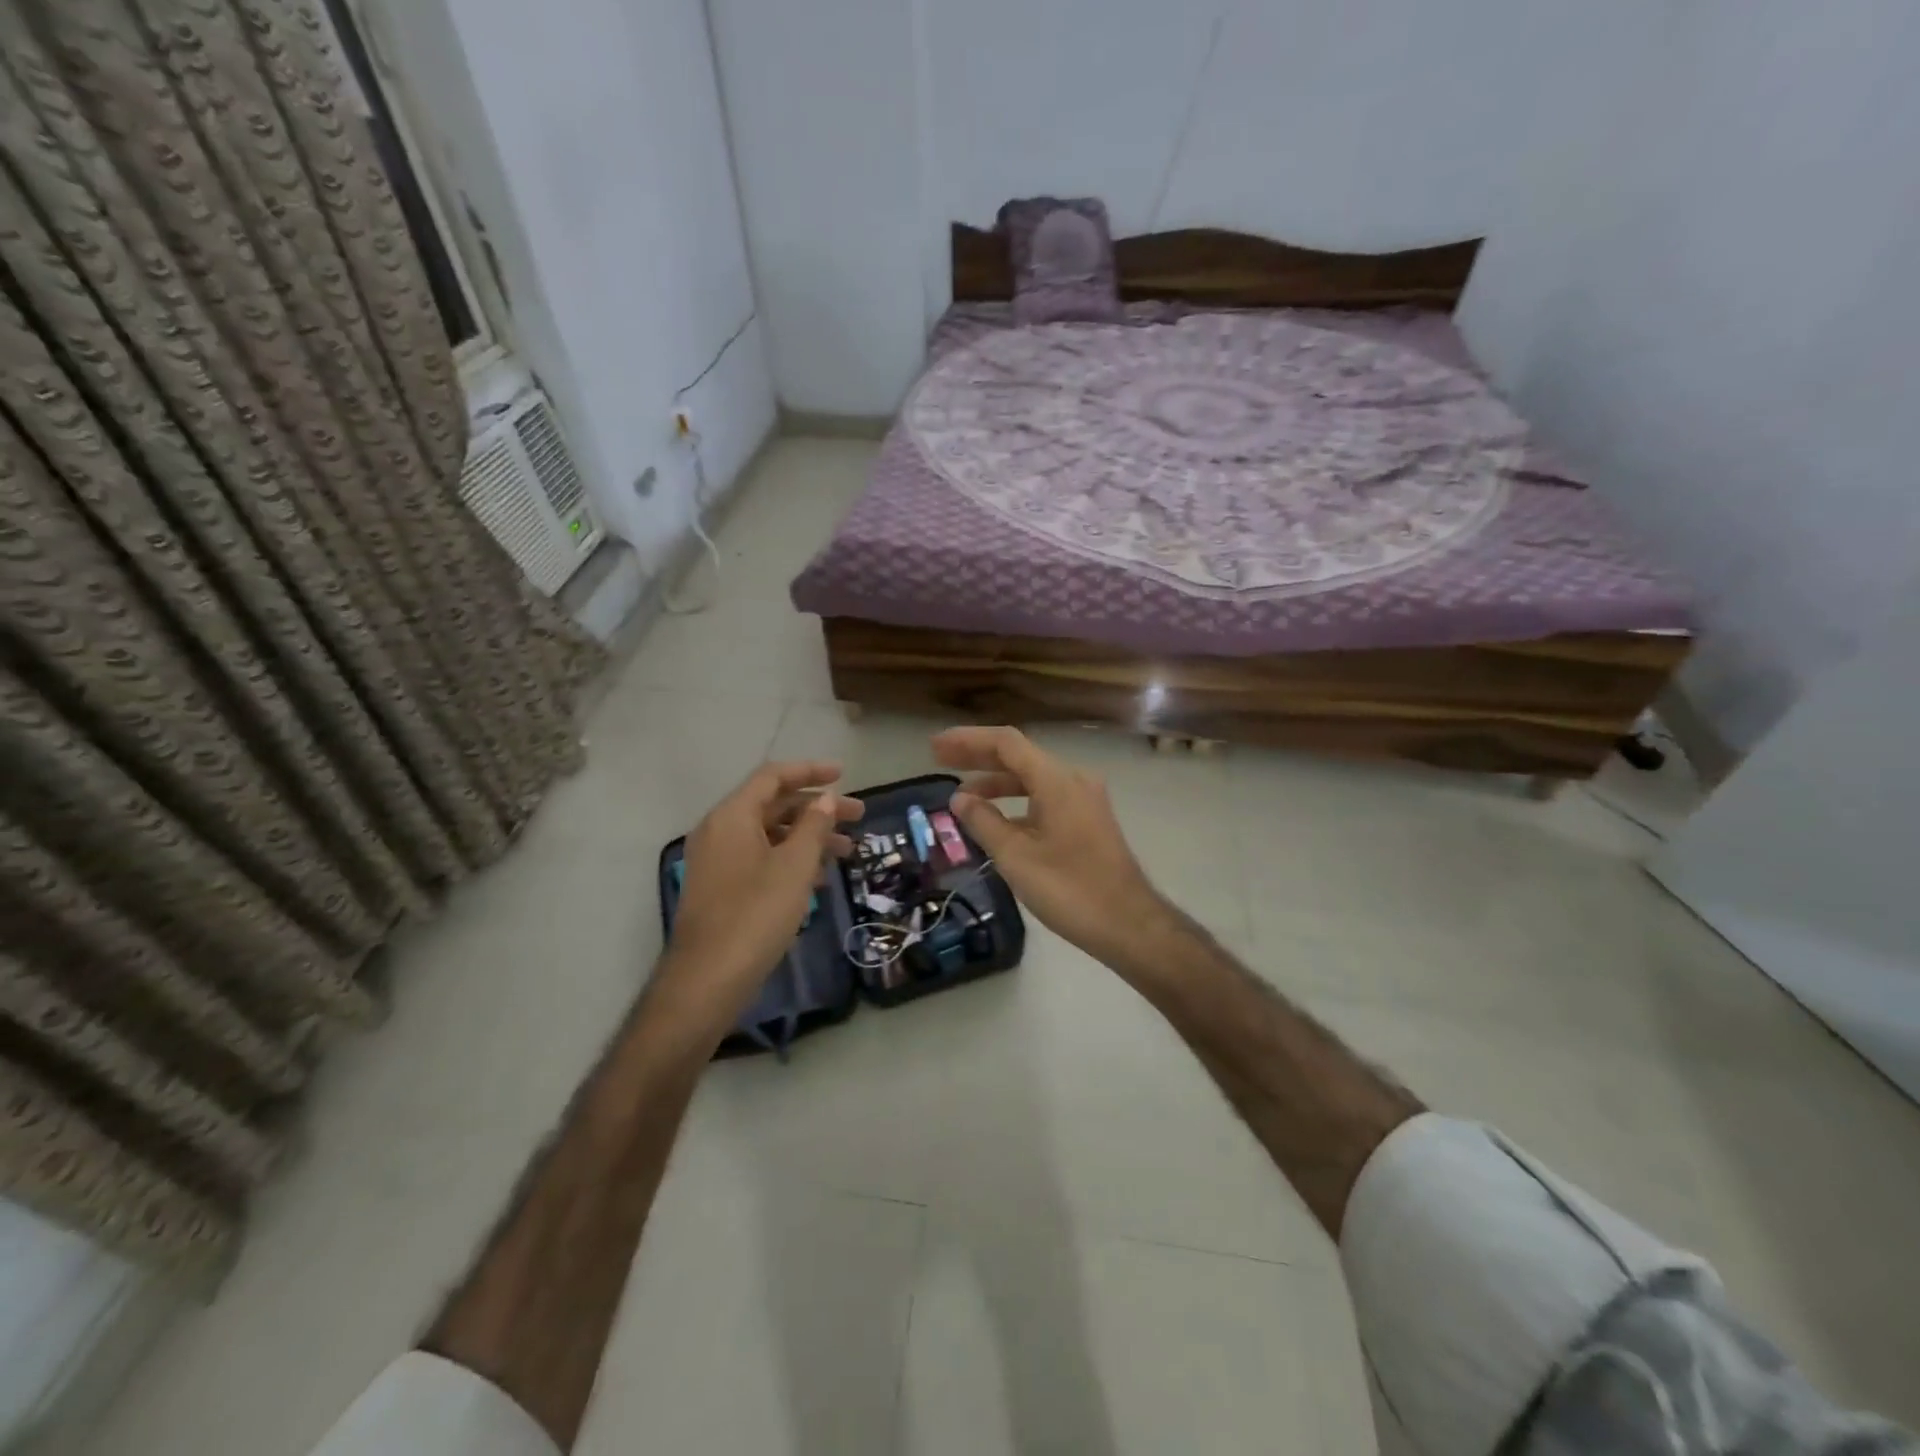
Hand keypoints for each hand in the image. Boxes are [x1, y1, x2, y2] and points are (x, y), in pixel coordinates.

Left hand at [662, 762, 863, 1024]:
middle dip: (817, 808)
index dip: (810, 771)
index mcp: (732, 816)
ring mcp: (717, 860)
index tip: (843, 775)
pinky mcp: (721, 887)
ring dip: (808, 837)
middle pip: (773, 804)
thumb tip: (825, 800)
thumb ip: (813, 827)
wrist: (708, 978)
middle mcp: (720, 830)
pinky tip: (819, 879)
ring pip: (769, 834)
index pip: (773, 777)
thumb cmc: (756, 914)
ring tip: (847, 851)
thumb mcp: (794, 866)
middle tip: (857, 816)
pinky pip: (760, 858)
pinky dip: (790, 859)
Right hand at [931, 727, 1166, 966]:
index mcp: (1057, 780)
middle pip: (1019, 756)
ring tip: (962, 794)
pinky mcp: (1087, 820)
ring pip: (1032, 778)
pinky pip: (1045, 797)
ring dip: (996, 781)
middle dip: (978, 756)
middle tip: (939, 758)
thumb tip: (960, 798)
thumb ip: (984, 822)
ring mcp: (1084, 800)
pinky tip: (995, 820)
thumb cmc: (1069, 889)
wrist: (1128, 924)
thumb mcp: (1016, 857)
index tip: (935, 746)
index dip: (968, 740)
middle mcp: (1073, 780)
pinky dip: (1017, 801)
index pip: (1006, 743)